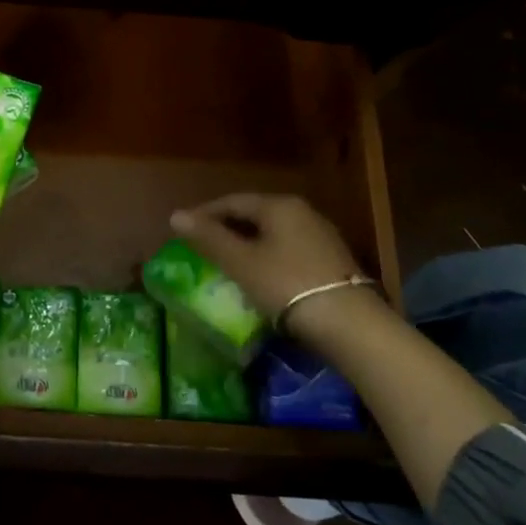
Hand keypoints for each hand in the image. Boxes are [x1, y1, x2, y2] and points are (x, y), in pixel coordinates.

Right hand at [169, 193, 375, 325]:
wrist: (350, 323)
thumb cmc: (286, 285)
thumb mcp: (240, 262)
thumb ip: (208, 237)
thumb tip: (175, 215)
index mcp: (278, 205)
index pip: (232, 201)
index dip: (205, 214)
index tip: (184, 230)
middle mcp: (302, 211)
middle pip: (255, 214)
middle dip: (227, 228)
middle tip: (204, 246)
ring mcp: (321, 235)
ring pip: (273, 233)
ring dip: (249, 244)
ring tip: (228, 263)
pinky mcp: (332, 259)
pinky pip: (290, 249)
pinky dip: (269, 257)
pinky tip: (261, 276)